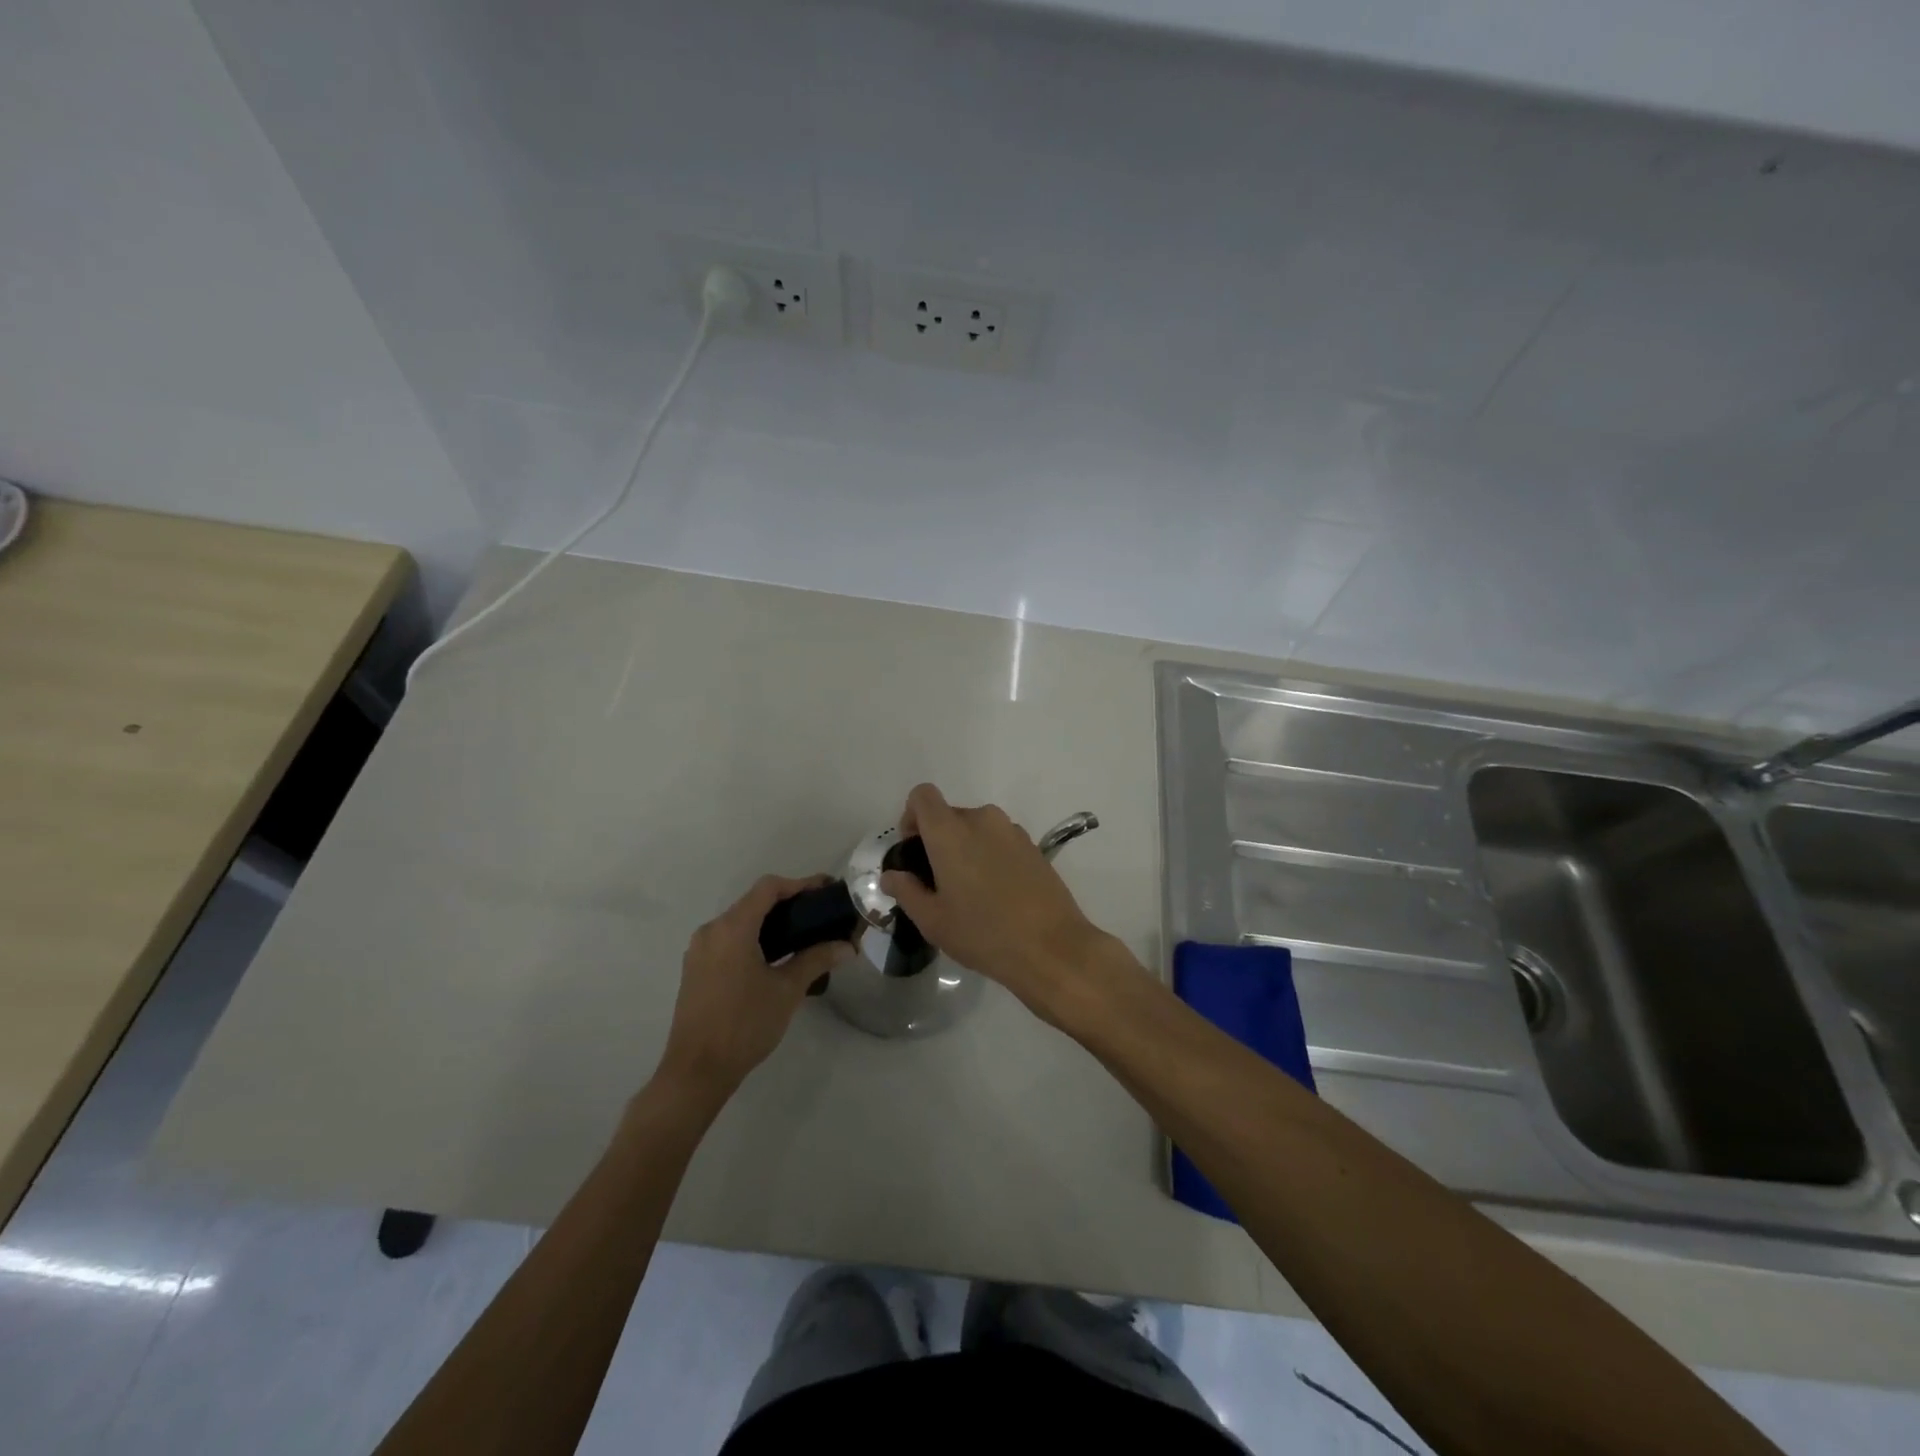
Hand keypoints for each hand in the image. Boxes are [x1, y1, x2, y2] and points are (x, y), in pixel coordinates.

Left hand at [656, 875, 853, 1101]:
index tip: (826, 891)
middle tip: (819, 914)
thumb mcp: (787, 990)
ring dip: (770, 922)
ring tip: (802, 935)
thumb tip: (847, 946)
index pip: (768, 888)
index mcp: (732, 928)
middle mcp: (711, 931)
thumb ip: (816, 959)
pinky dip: (753, 938)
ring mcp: (699, 950)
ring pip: (740, 922)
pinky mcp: (696, 969)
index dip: (800, 884)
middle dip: (788, 903)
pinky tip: (774, 958)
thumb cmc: (744, 1024)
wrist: (696, 1071)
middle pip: (753, 902)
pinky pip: (728, 940)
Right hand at [879, 783, 1117, 1017]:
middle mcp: (981, 820)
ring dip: (966, 849)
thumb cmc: (983, 933)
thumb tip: (892, 875)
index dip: (911, 816)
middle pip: (949, 814)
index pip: (922, 796)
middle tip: (939, 883)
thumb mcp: (933, 920)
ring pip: (977, 828)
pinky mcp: (1033, 846)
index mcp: (950, 832)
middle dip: (938, 840)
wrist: (1051, 947)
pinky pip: (1000, 840)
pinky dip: (991, 856)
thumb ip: (906, 891)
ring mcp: (1011, 831)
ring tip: (970, 892)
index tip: (914, 850)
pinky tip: (998, 894)